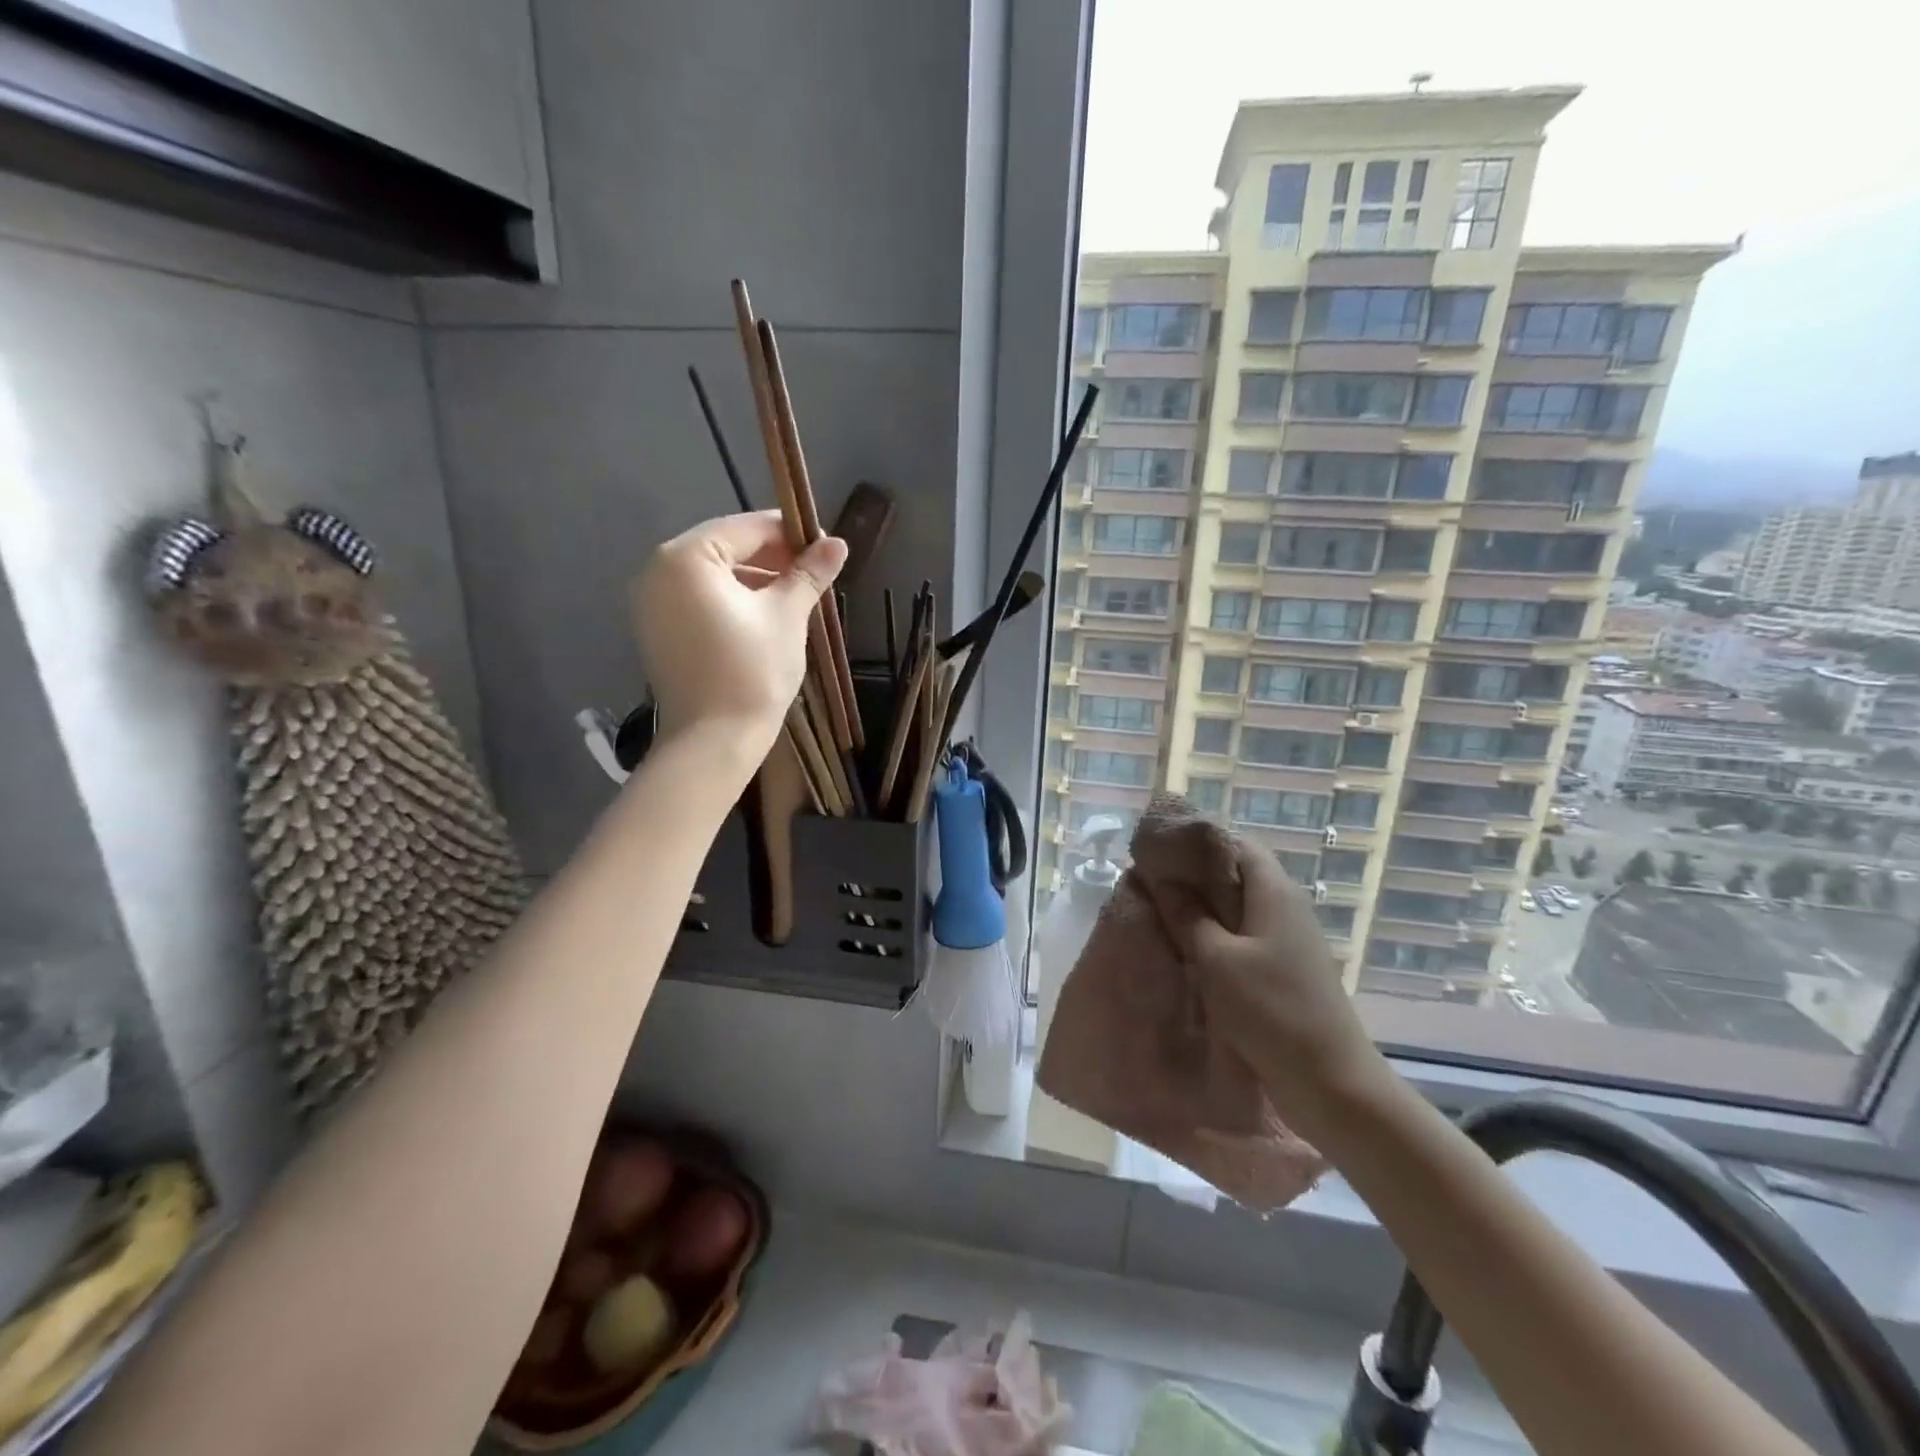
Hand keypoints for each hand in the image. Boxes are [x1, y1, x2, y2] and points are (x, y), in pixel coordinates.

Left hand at [632, 511, 845, 751]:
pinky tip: (764, 617)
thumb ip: (809, 573)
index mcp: (686, 557)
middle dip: (772, 557)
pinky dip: (732, 600)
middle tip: (813, 575)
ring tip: (795, 598)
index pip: (746, 528)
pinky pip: (699, 599)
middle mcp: (658, 571)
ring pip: (713, 575)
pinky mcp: (657, 631)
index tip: (825, 548)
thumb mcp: (787, 615)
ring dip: (754, 579)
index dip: (791, 534)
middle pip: (726, 547)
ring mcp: (652, 603)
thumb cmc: (753, 670)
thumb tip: (838, 543)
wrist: (713, 741)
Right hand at [1158, 840, 1388, 1123]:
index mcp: (1274, 892)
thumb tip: (1163, 879)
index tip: (1159, 853)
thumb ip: (1187, 914)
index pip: (1235, 844)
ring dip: (1203, 909)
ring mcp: (1288, 939)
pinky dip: (1216, 936)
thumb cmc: (1271, 1011)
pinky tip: (1188, 951)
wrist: (1331, 1083)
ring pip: (1238, 907)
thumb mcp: (1217, 960)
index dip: (1197, 843)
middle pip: (1236, 874)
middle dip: (1194, 876)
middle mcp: (1286, 907)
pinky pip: (1245, 936)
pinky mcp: (1286, 969)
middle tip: (1151, 885)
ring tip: (1162, 915)